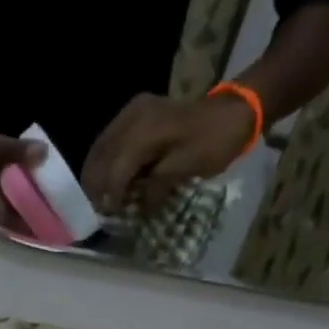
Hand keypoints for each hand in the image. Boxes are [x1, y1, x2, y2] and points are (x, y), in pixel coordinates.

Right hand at [80, 93, 255, 214]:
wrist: (232, 111)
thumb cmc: (213, 142)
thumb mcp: (186, 169)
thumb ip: (155, 187)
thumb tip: (136, 207)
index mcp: (144, 130)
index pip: (115, 168)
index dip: (110, 195)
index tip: (110, 216)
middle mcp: (131, 116)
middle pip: (100, 156)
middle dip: (96, 185)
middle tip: (100, 210)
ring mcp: (131, 111)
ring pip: (100, 147)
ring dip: (97, 174)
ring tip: (101, 198)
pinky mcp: (135, 113)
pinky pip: (110, 140)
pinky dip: (106, 162)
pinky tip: (109, 179)